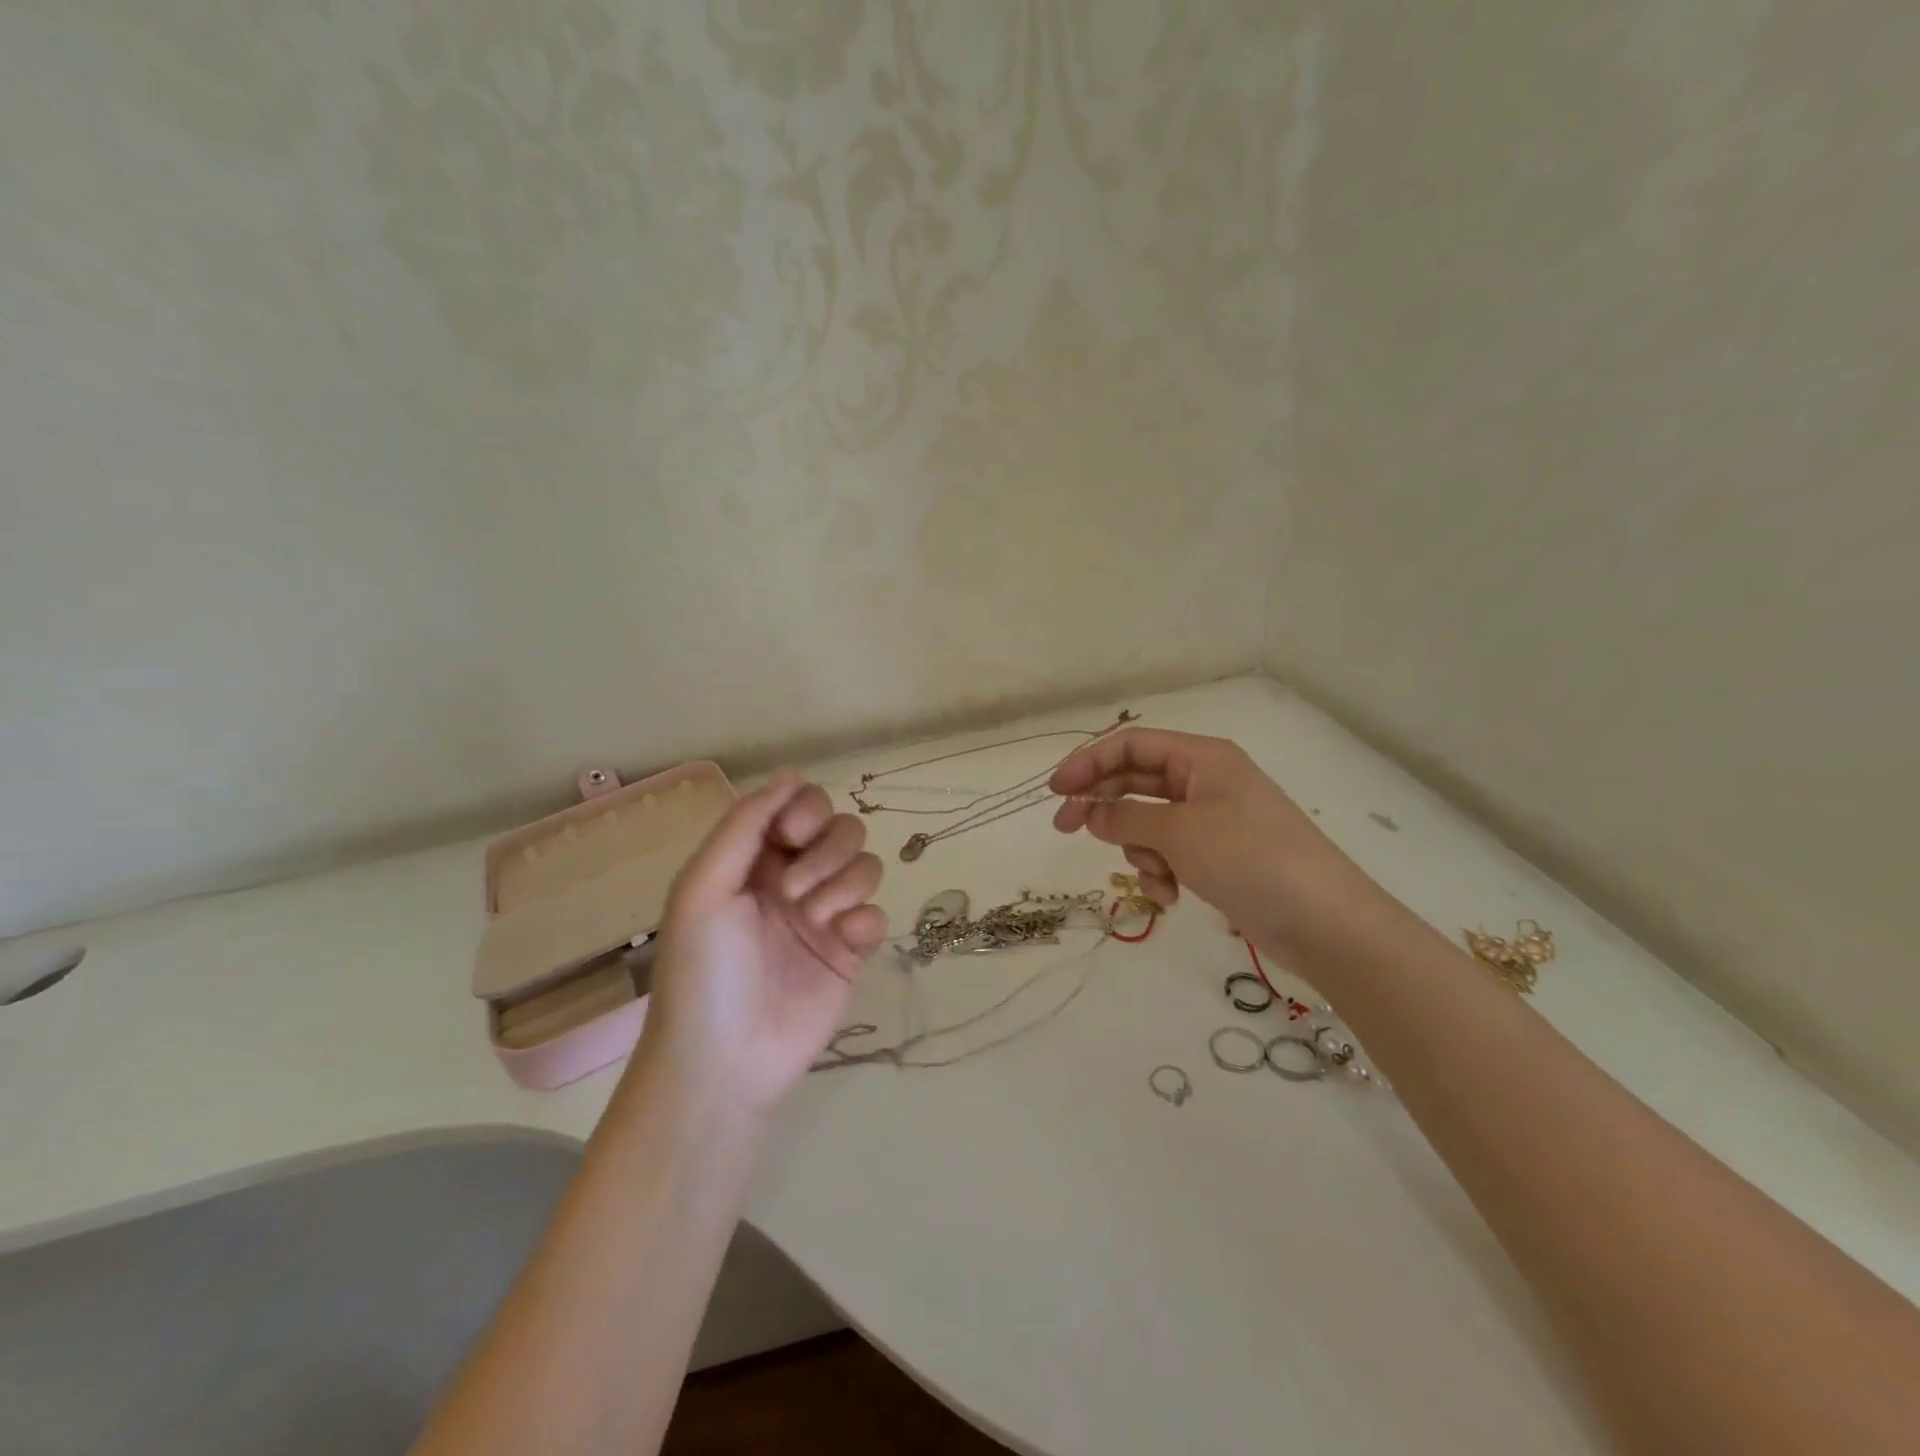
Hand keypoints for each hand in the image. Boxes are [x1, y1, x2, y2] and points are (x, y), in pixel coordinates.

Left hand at [627, 774, 887, 1116]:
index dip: (807, 811)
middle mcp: (794, 879)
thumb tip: (791, 775)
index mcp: (755, 860)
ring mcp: (825, 916)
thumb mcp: (704, 889)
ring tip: (815, 920)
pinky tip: (843, 942)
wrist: (724, 1062)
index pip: (801, 806)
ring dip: (845, 884)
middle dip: (827, 851)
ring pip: (866, 865)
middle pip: (841, 829)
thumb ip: (745, 826)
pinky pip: (878, 914)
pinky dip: (865, 920)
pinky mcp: (851, 952)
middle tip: (795, 892)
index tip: (792, 837)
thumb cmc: (703, 971)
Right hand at [1050, 728, 1402, 978]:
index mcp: (1202, 758)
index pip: (1130, 745)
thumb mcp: (1179, 832)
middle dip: (1102, 805)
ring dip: (1139, 849)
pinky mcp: (1218, 856)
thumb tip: (1091, 813)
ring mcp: (1213, 820)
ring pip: (1149, 822)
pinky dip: (1162, 871)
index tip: (1055, 791)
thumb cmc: (1250, 859)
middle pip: (1135, 781)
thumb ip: (1126, 816)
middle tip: (1065, 829)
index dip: (1088, 762)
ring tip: (1158, 876)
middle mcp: (1206, 781)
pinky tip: (1173, 896)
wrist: (1325, 922)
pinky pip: (1170, 852)